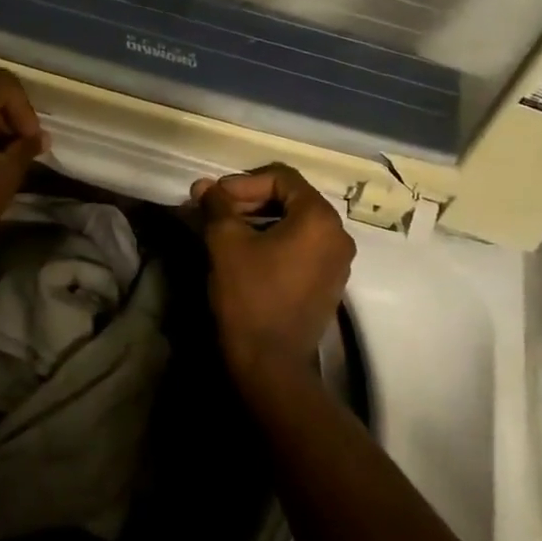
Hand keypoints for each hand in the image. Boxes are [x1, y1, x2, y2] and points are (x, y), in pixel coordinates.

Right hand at [194, 164, 355, 380]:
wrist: (270, 362)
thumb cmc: (249, 295)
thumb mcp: (226, 243)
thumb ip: (216, 206)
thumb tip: (204, 185)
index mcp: (319, 218)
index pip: (282, 177)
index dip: (243, 181)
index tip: (214, 197)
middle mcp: (338, 234)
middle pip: (292, 198)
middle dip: (250, 200)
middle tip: (216, 211)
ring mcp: (337, 261)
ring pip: (296, 224)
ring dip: (260, 220)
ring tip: (226, 231)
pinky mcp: (329, 283)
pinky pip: (302, 247)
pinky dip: (275, 241)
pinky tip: (246, 253)